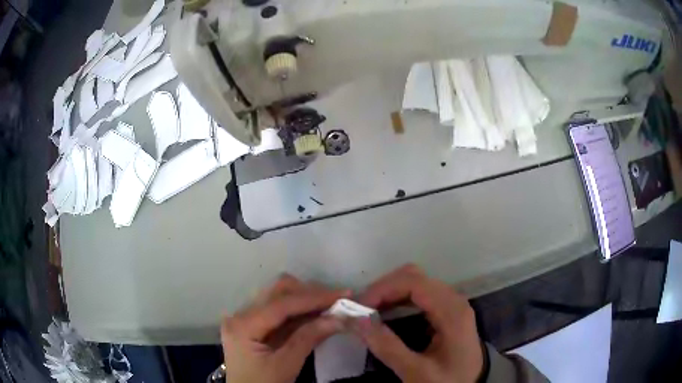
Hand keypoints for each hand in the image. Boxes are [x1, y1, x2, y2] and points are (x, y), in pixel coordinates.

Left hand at [221, 274, 349, 382]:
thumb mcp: (286, 365)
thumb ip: (309, 338)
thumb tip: (339, 318)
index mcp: (243, 325)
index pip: (281, 304)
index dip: (313, 297)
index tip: (342, 294)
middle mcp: (240, 315)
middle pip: (277, 292)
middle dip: (310, 293)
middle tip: (338, 300)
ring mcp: (245, 319)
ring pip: (279, 297)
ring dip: (306, 299)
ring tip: (331, 306)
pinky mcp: (253, 325)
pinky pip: (278, 311)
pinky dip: (299, 311)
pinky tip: (317, 314)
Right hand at [354, 264, 483, 382]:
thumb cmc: (449, 380)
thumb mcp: (417, 372)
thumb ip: (387, 347)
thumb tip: (357, 321)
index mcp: (451, 311)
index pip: (414, 282)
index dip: (383, 289)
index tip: (359, 307)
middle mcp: (453, 299)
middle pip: (414, 277)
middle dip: (383, 289)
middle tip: (361, 310)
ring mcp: (451, 303)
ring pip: (415, 282)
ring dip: (389, 293)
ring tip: (368, 312)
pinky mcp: (447, 310)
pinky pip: (419, 294)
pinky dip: (398, 299)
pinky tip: (386, 313)